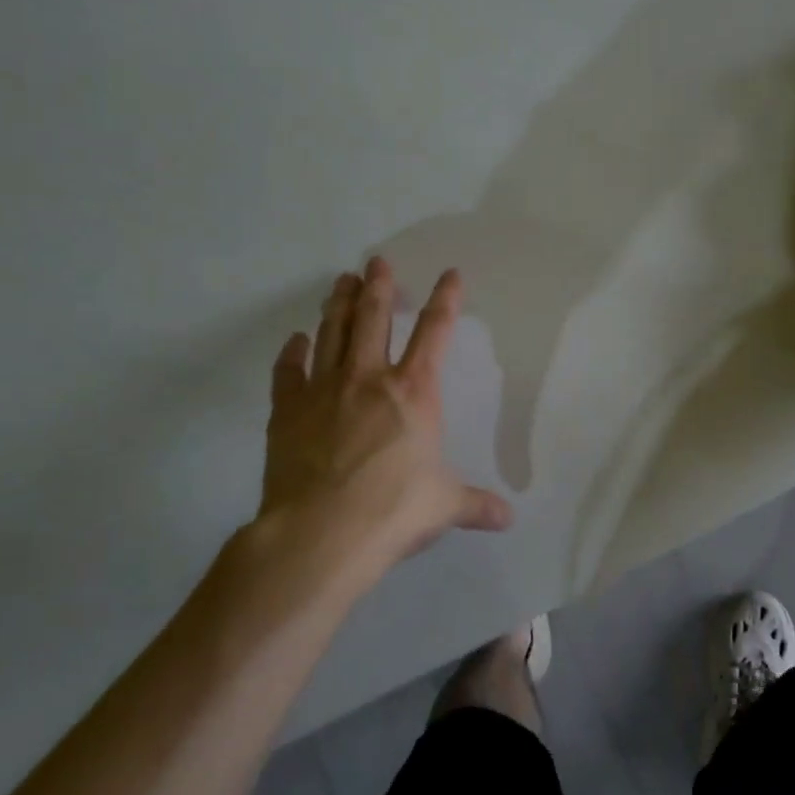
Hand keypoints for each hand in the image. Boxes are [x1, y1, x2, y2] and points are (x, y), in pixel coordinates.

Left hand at [252, 257, 511, 608]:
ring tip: (341, 281)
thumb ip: (475, 505)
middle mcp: (369, 379)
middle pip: (374, 318)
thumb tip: (507, 519)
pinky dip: (293, 352)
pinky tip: (296, 340)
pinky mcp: (288, 411)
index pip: (435, 333)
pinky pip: (289, 371)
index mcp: (414, 392)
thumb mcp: (444, 506)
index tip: (450, 274)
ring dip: (338, 304)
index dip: (446, 300)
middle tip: (377, 261)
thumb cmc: (394, 510)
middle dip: (378, 286)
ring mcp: (324, 390)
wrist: (321, 532)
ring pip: (332, 333)